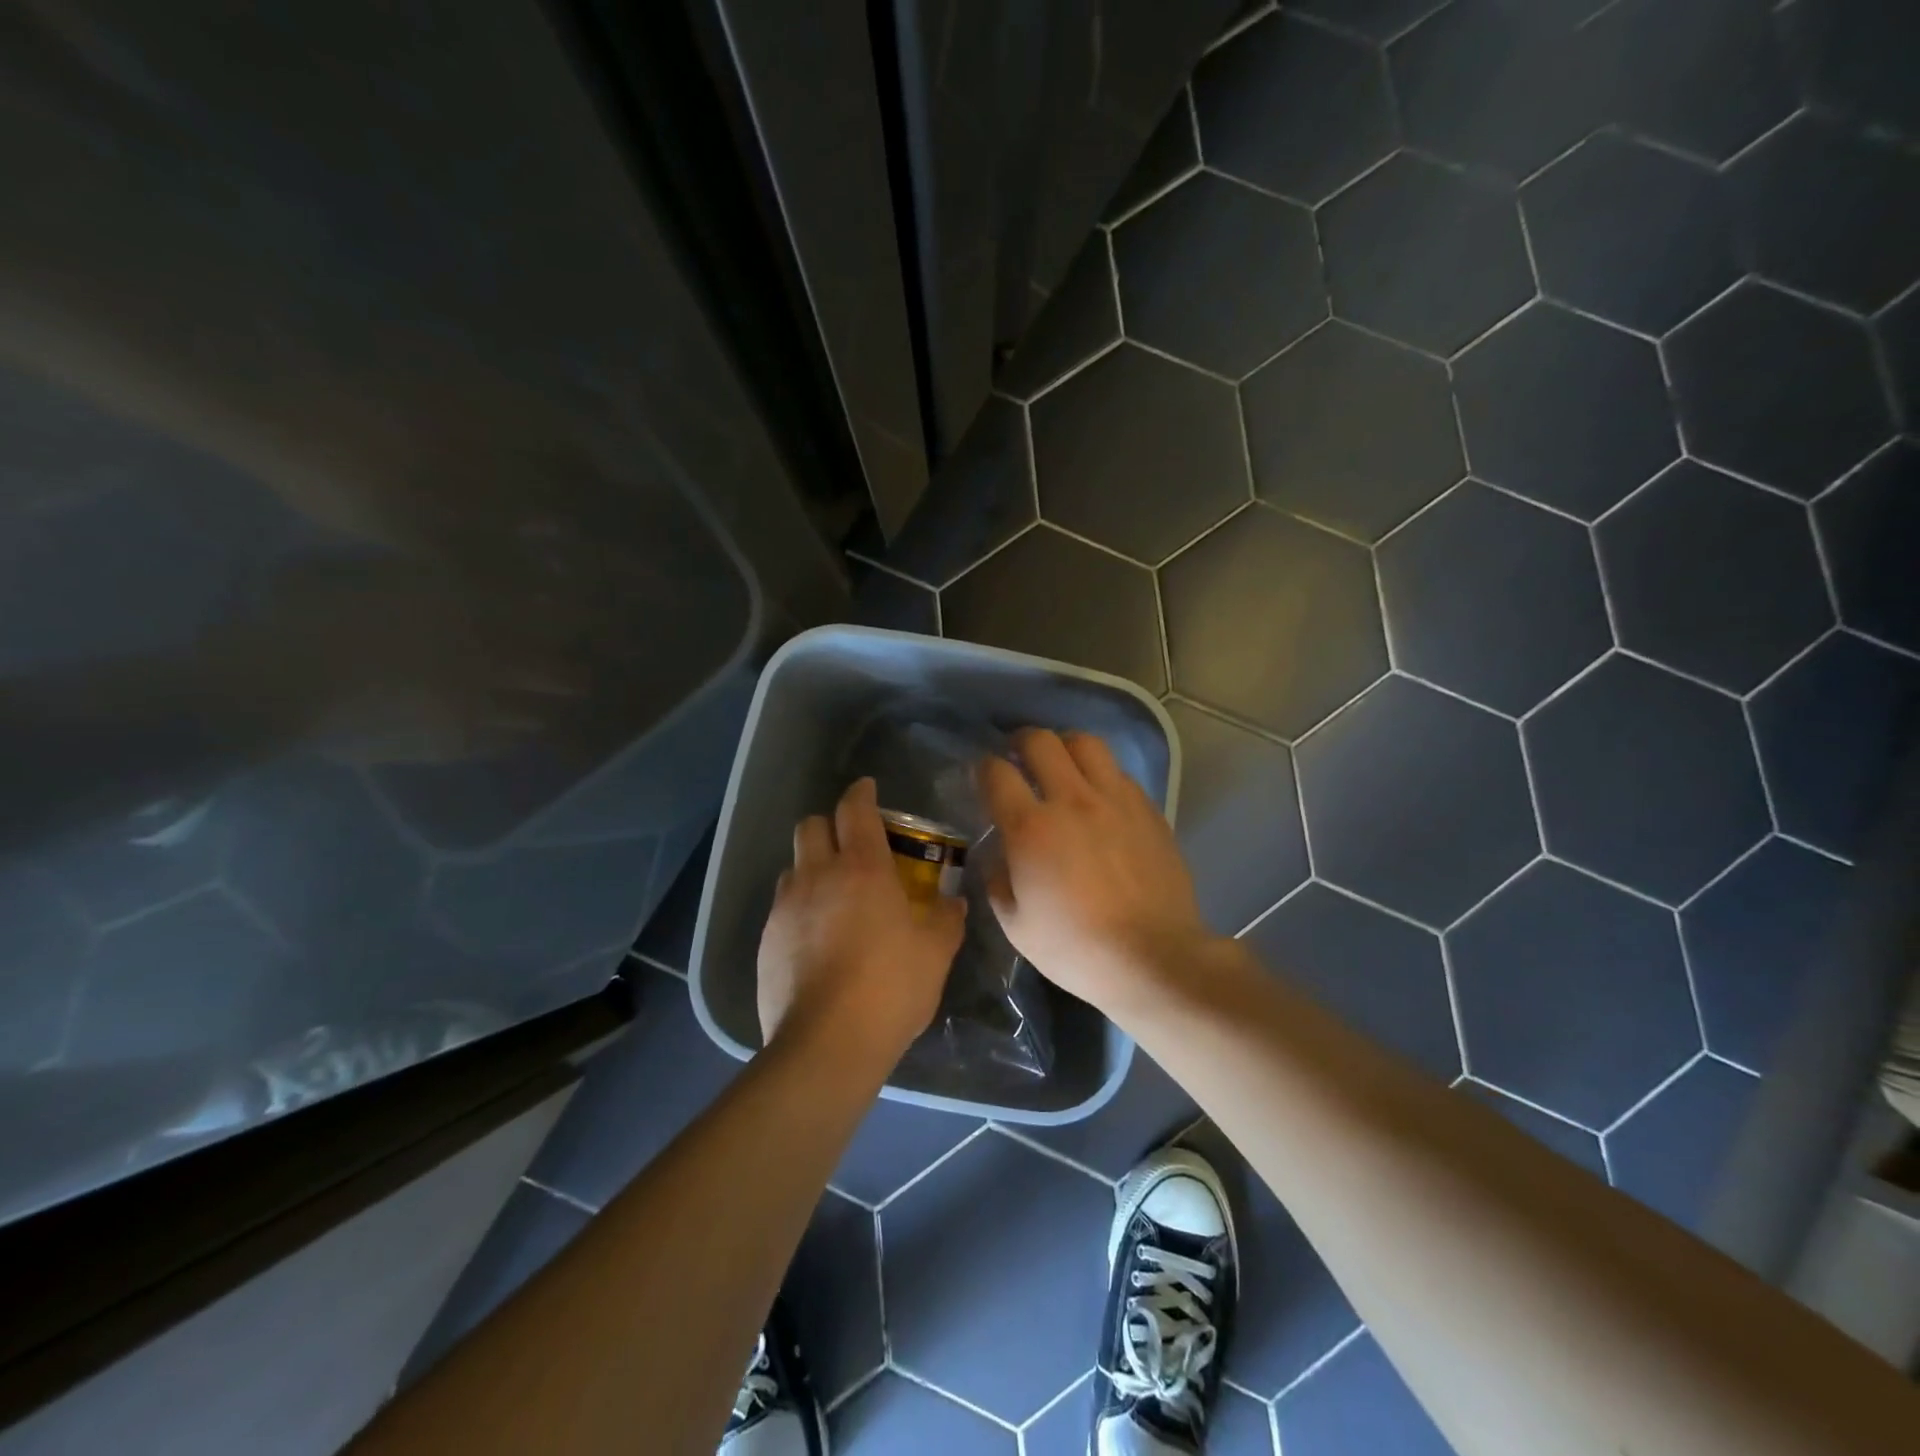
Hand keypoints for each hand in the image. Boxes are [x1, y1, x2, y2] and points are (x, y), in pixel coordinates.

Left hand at [756, 776, 965, 1060]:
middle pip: (811, 825)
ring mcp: (786, 907)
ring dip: (812, 867)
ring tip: (833, 894)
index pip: (854, 809)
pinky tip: (816, 937)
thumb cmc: (890, 988)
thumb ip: (946, 920)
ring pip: (793, 865)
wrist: (827, 1044)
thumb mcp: (935, 953)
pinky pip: (782, 906)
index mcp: (862, 868)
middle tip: (852, 846)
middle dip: (829, 825)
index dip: (861, 793)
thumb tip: (953, 903)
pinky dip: (799, 906)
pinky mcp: (766, 939)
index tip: (868, 789)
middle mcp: (818, 875)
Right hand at [978, 728, 1212, 1016]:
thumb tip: (1000, 854)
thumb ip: (997, 880)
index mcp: (1031, 828)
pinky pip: (1117, 771)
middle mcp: (1071, 800)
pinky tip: (1097, 795)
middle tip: (1017, 757)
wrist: (1153, 957)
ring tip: (1060, 764)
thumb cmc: (1076, 948)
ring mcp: (1114, 799)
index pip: (996, 773)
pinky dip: (1099, 773)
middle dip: (1020, 741)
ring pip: (1085, 743)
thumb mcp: (1016, 925)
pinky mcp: (1147, 808)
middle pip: (1040, 741)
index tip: (983, 776)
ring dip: (1064, 747)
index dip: (983, 768)